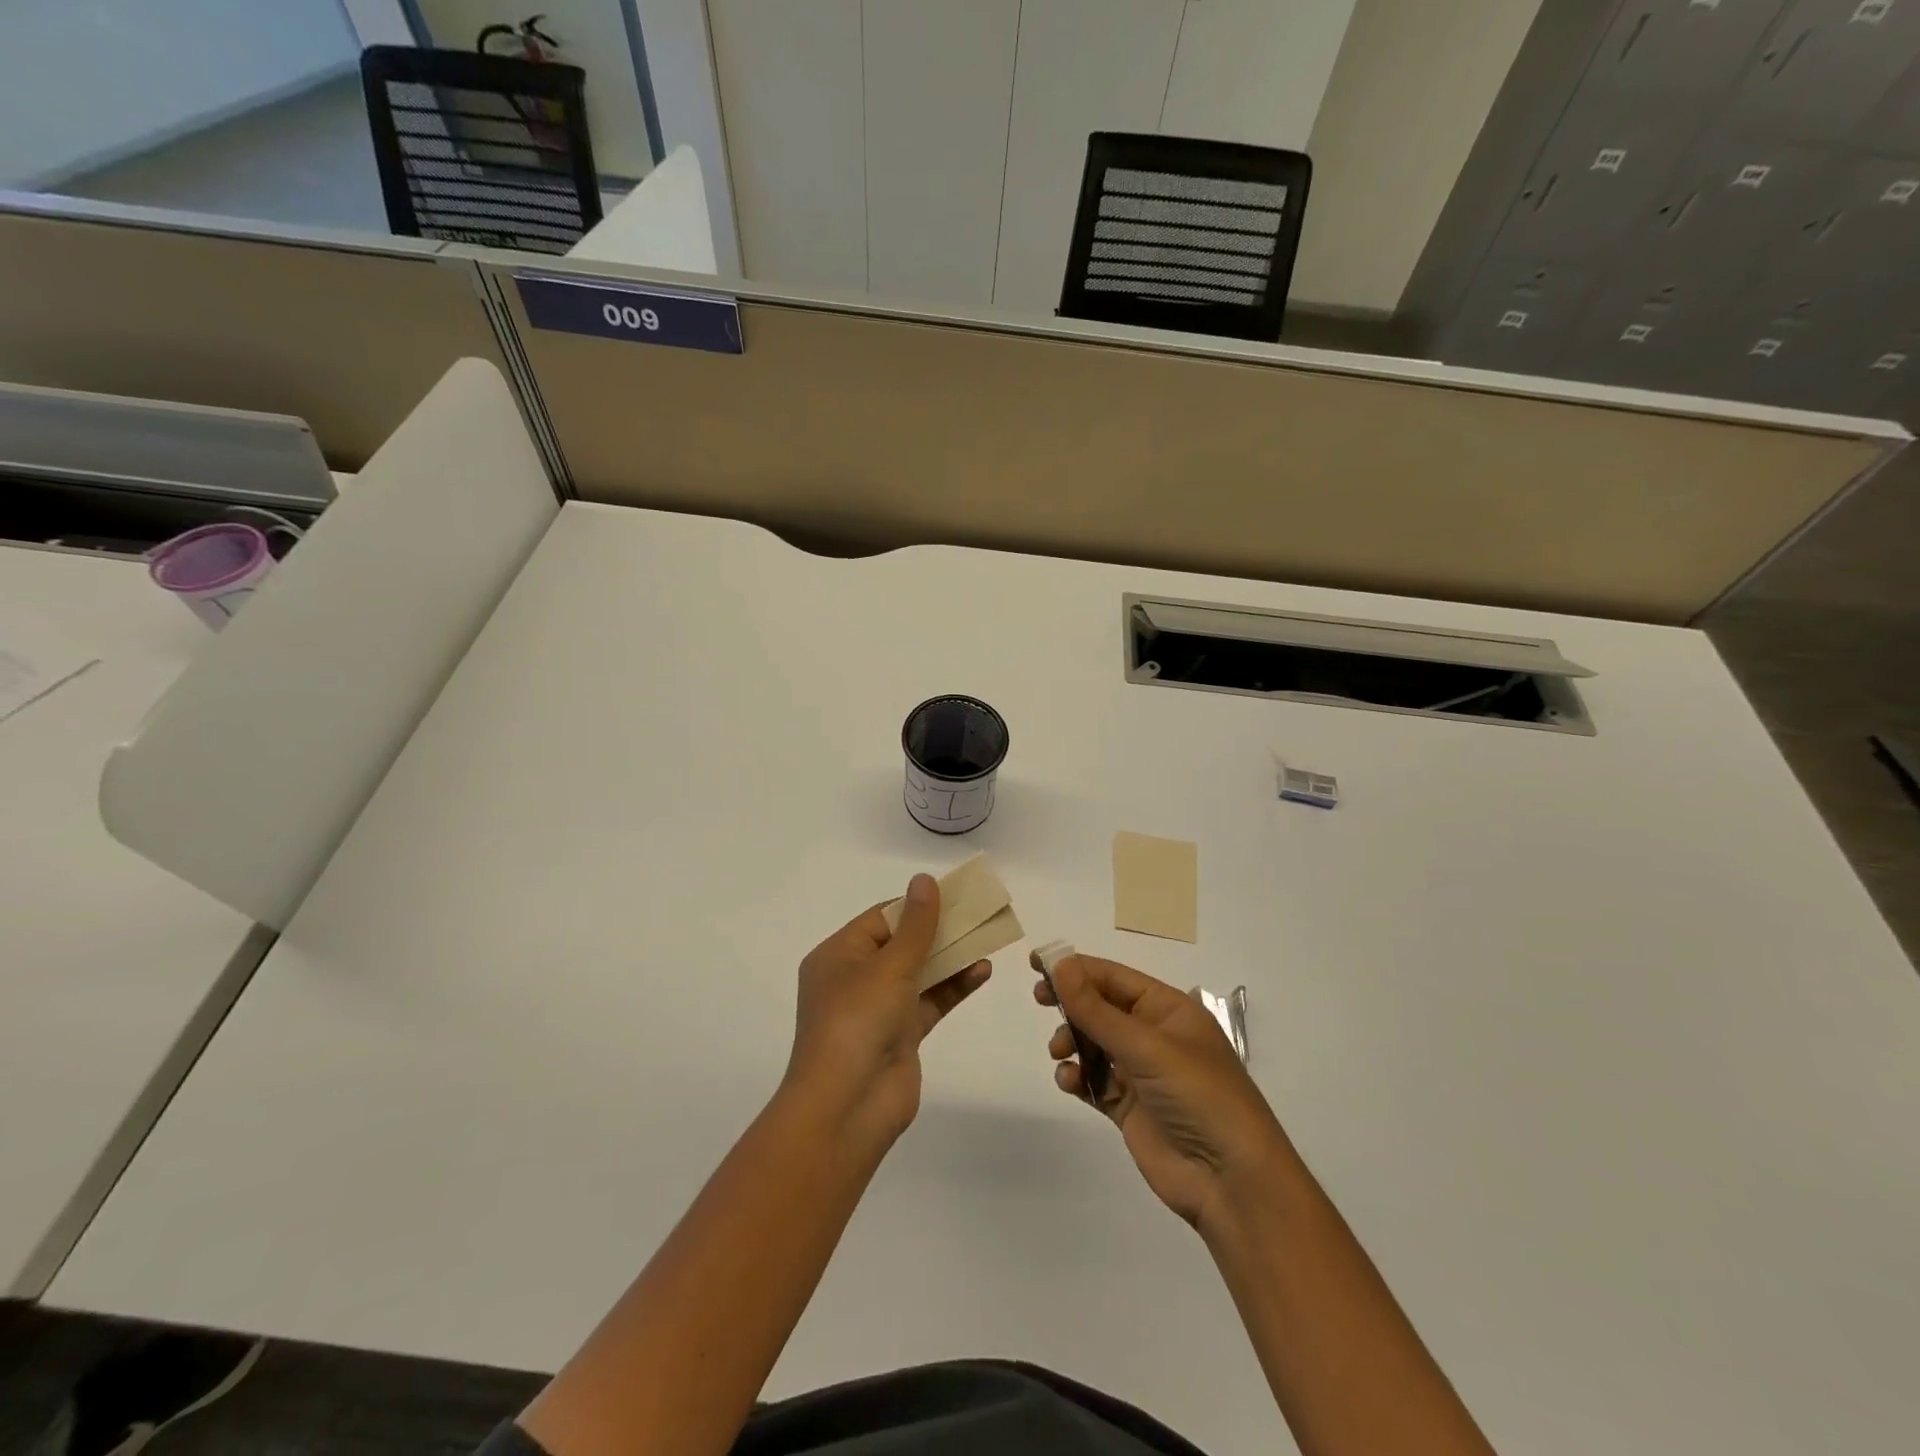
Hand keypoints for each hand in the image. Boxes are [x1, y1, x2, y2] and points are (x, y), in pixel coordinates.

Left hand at [786, 874, 991, 1152]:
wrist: (847, 1109)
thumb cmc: (857, 1022)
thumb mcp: (888, 966)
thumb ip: (915, 925)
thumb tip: (924, 880)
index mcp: (838, 956)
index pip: (881, 919)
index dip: (916, 905)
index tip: (953, 894)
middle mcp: (855, 979)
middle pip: (902, 944)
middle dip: (939, 930)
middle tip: (977, 913)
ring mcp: (878, 1009)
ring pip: (919, 973)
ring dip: (951, 958)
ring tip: (987, 939)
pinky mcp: (901, 1035)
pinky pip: (930, 1001)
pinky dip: (954, 987)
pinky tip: (982, 971)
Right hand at [1038, 955, 1294, 1234]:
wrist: (1231, 1181)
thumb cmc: (1197, 1095)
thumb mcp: (1145, 1045)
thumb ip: (1096, 1008)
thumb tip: (1060, 963)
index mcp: (1168, 1010)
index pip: (1114, 977)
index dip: (1076, 968)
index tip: (1037, 963)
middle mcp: (1154, 1036)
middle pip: (1101, 1007)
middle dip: (1071, 1003)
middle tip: (1040, 999)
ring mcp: (1142, 1073)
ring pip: (1094, 1043)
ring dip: (1072, 1041)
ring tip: (1060, 1052)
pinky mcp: (1130, 1108)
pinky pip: (1095, 1081)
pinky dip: (1078, 1077)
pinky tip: (1069, 1081)